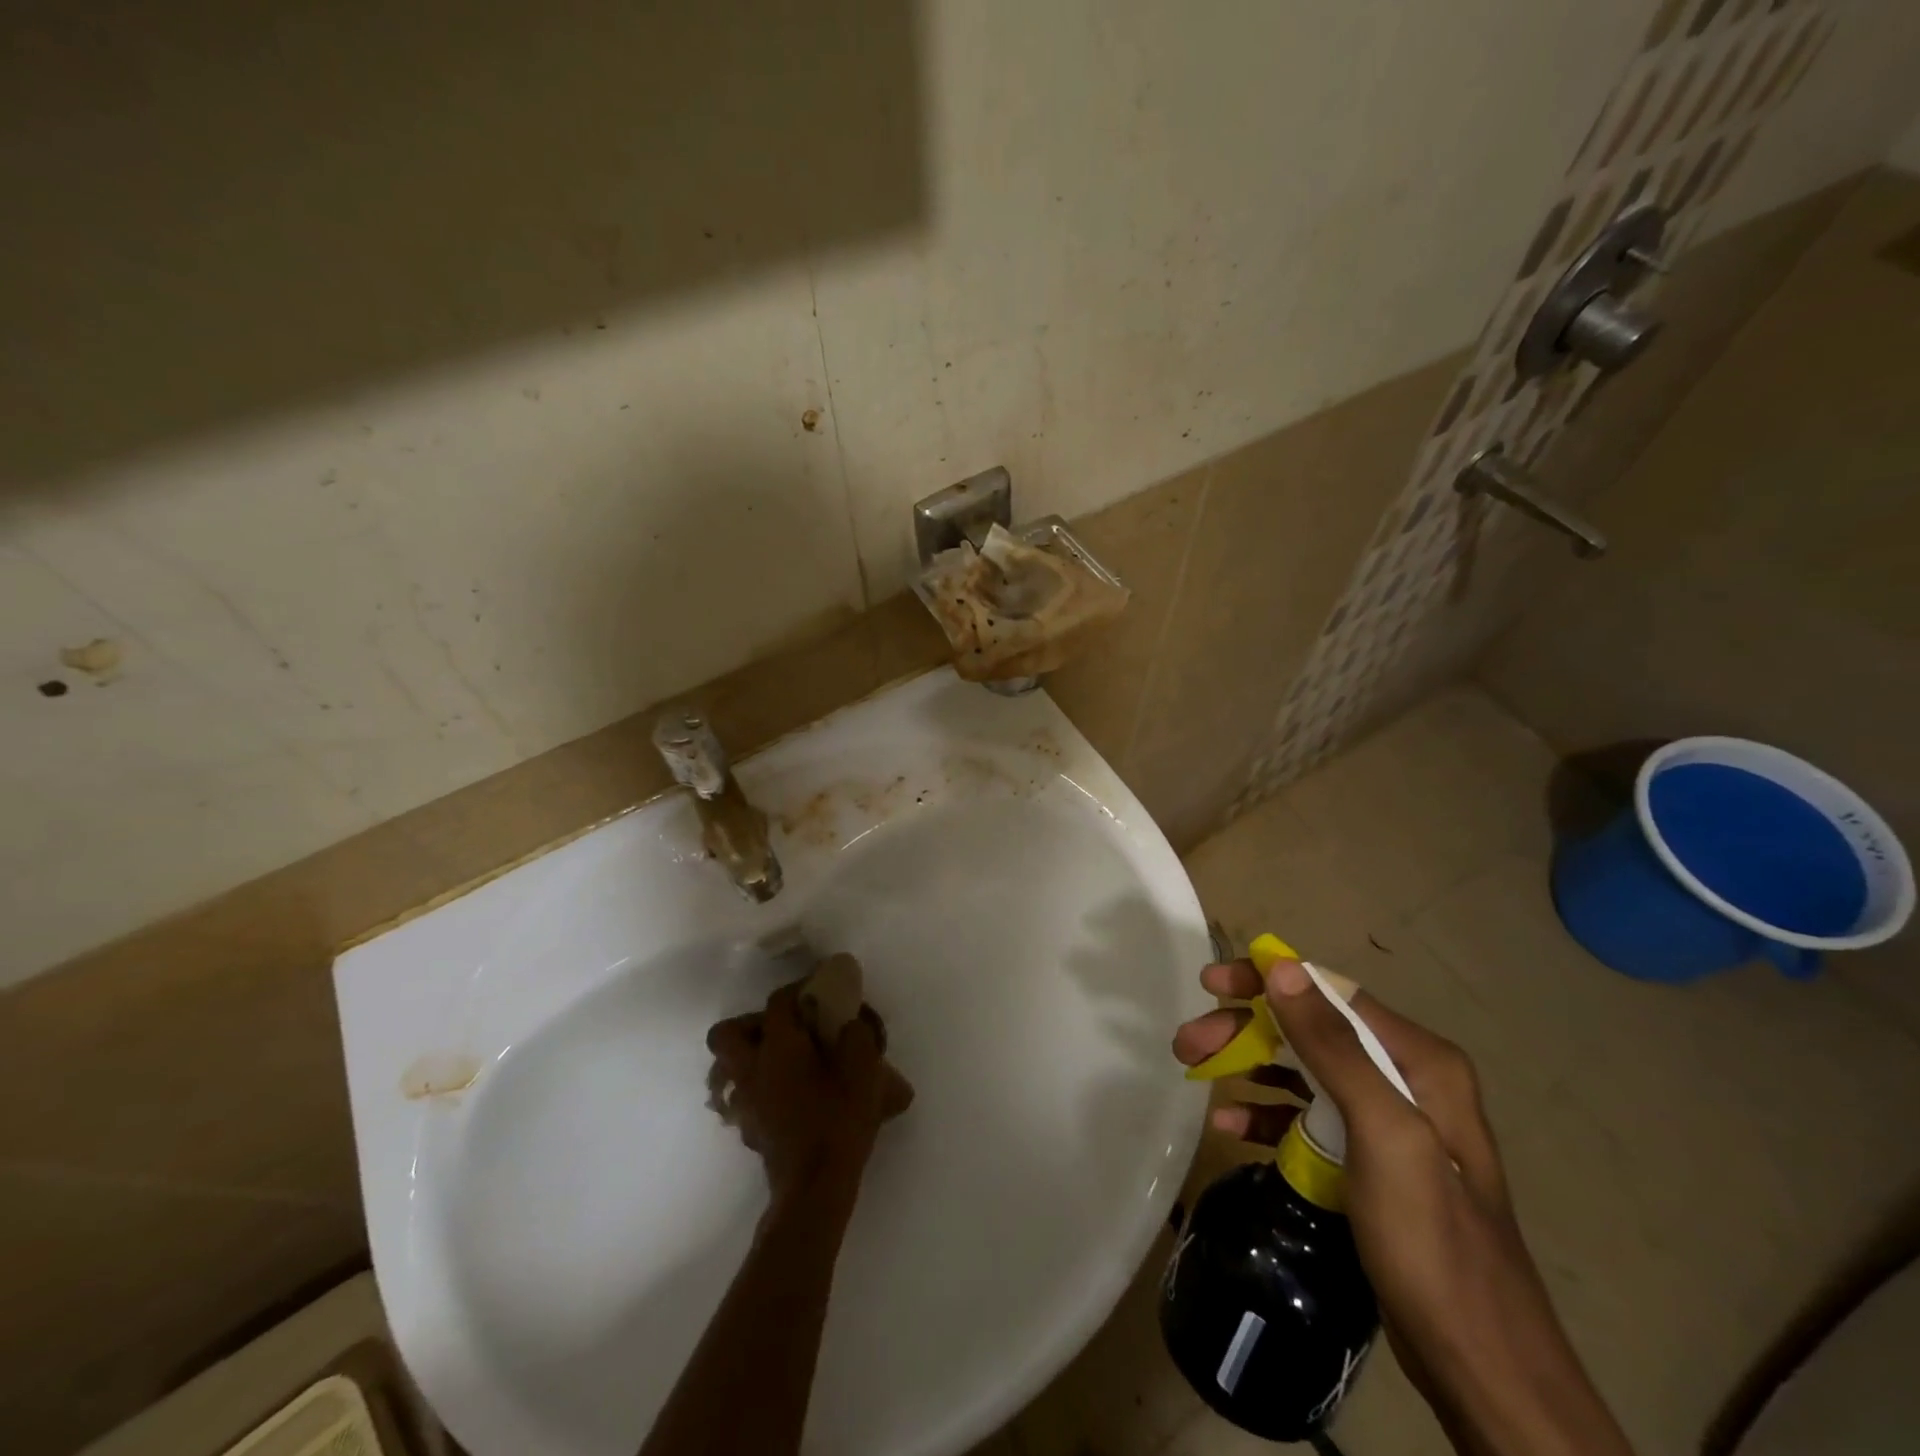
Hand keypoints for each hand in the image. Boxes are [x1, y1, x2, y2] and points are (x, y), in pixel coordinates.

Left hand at [706, 984, 914, 1208]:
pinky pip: (741, 1097)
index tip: (819, 989)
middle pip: (726, 1034)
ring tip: (782, 1061)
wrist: (816, 1187)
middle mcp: (752, 1068)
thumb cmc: (839, 1119)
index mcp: (779, 1046)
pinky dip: (758, 1089)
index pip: (778, 1002)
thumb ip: (858, 1034)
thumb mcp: (865, 1068)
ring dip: (748, 1057)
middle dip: (749, 1024)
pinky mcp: (749, 1129)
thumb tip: (849, 1022)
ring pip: (727, 1069)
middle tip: (784, 1028)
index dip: (798, 989)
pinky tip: (786, 1095)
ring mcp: (745, 1102)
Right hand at [1173, 958, 1634, 1455]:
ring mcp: (1387, 1121)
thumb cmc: (1432, 1240)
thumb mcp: (1384, 1134)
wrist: (1481, 1368)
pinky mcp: (1368, 1160)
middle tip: (1188, 1043)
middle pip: (1309, 1030)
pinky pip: (1307, 1117)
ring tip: (1194, 1072)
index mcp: (1419, 1060)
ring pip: (1302, 1070)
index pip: (1330, 993)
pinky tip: (1230, 1126)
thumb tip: (1282, 968)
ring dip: (1247, 1066)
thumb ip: (1334, 1046)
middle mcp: (1405, 1078)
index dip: (1267, 981)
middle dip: (1245, 1030)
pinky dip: (1267, 1113)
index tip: (1211, 985)